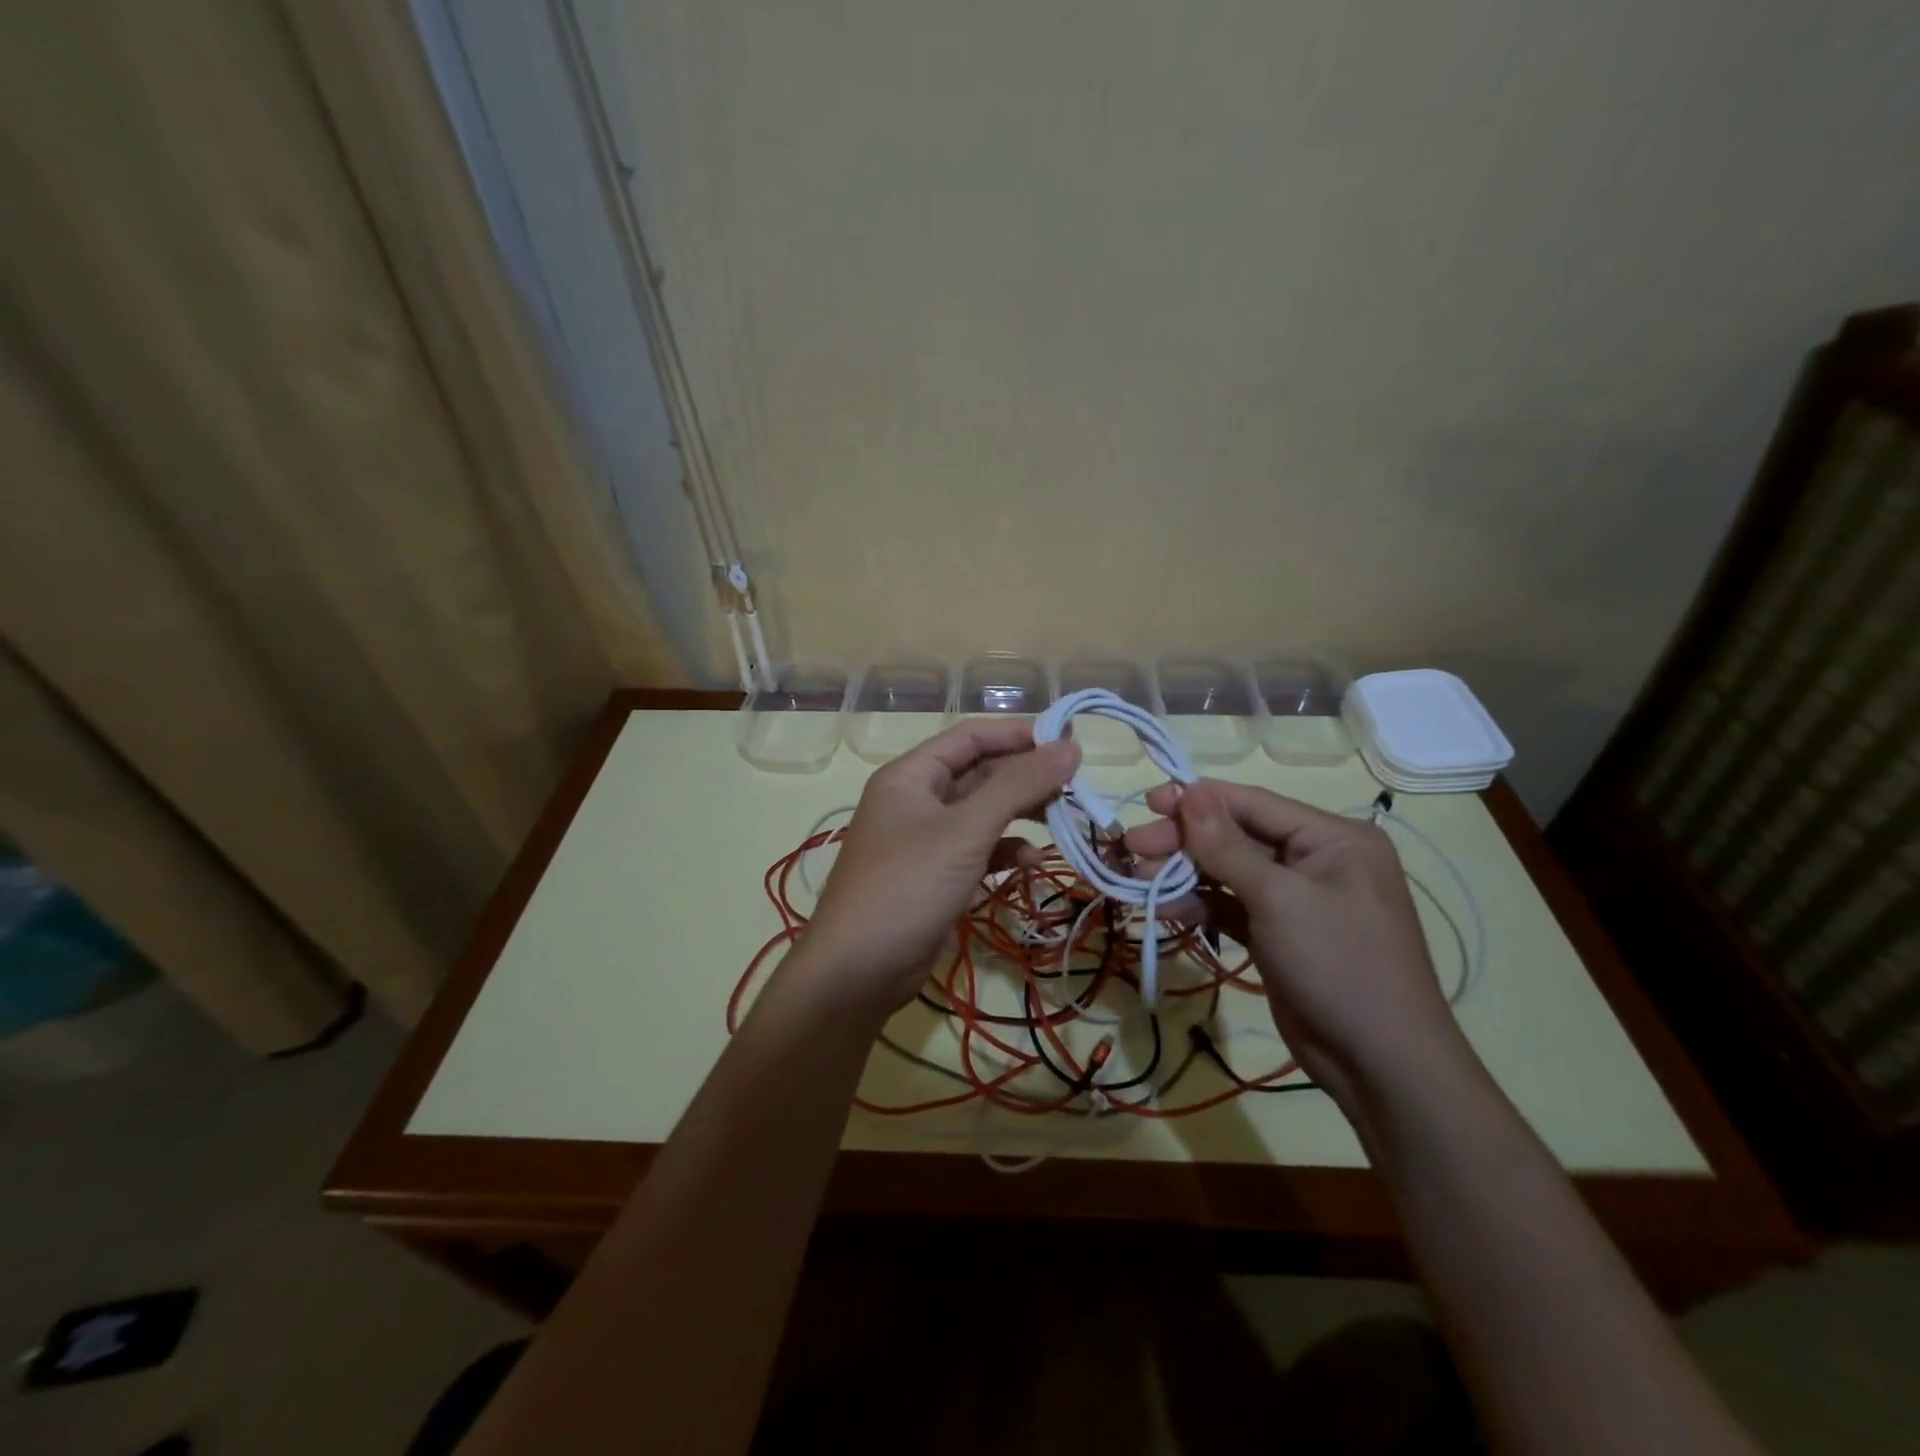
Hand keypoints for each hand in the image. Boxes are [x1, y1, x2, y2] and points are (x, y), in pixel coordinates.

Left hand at [795, 720, 1080, 1016]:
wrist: (858, 972)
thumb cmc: (908, 885)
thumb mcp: (966, 830)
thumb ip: (1018, 785)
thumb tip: (1071, 746)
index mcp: (910, 776)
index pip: (969, 738)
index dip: (1017, 734)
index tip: (1066, 740)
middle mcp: (916, 801)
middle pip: (978, 774)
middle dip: (1024, 778)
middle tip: (1073, 786)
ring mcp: (925, 841)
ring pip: (982, 813)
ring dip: (1020, 814)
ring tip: (1061, 820)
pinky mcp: (936, 877)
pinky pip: (978, 850)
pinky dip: (1005, 852)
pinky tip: (1033, 862)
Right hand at [1124, 781, 1466, 1110]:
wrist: (1380, 1064)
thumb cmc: (1338, 964)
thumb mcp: (1279, 898)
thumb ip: (1226, 845)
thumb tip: (1188, 791)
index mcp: (1332, 838)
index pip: (1253, 804)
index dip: (1198, 800)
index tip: (1147, 802)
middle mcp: (1316, 860)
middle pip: (1236, 837)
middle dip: (1183, 842)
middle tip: (1132, 846)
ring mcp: (1297, 899)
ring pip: (1228, 872)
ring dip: (1184, 874)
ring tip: (1138, 880)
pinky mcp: (1279, 933)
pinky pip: (1232, 906)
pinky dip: (1200, 905)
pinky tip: (1164, 908)